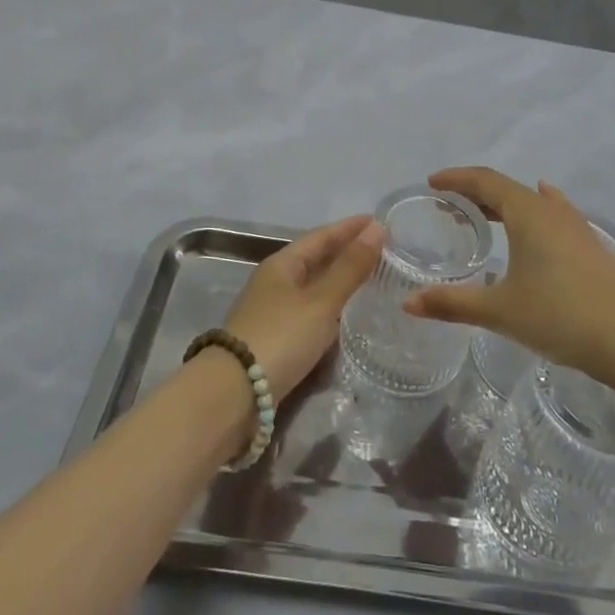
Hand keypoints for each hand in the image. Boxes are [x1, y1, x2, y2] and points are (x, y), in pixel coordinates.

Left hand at [223, 214, 384, 402]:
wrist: (234, 394)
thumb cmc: (280, 337)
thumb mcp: (321, 301)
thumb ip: (350, 268)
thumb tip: (377, 229)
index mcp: (281, 264)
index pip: (320, 236)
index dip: (349, 228)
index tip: (378, 221)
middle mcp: (275, 282)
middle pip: (315, 259)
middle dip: (345, 252)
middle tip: (380, 249)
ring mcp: (272, 312)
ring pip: (312, 287)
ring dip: (339, 280)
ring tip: (370, 278)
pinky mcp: (275, 340)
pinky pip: (310, 312)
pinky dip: (331, 307)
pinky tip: (347, 315)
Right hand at [403, 168, 614, 380]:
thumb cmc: (559, 316)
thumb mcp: (499, 311)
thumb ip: (451, 303)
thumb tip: (407, 303)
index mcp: (527, 212)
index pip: (485, 180)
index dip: (456, 178)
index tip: (432, 183)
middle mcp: (550, 209)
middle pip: (506, 188)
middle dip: (474, 193)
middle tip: (447, 206)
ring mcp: (574, 225)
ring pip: (530, 201)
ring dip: (502, 203)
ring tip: (482, 216)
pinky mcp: (589, 244)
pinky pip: (554, 212)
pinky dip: (535, 208)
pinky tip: (541, 206)